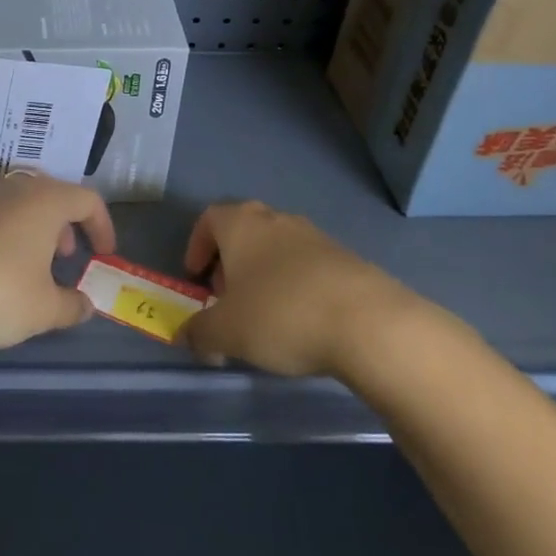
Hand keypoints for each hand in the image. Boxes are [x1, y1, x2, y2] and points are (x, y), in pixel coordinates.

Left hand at [0, 174, 112, 348]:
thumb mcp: (43, 310)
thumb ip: (71, 307)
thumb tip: (86, 306)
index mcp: (45, 200)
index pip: (88, 200)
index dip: (103, 226)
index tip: (104, 254)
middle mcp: (13, 188)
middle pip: (51, 195)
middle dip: (64, 225)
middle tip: (66, 256)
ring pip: (17, 204)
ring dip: (32, 230)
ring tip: (29, 267)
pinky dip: (2, 235)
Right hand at [177, 201, 415, 376]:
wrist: (369, 323)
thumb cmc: (281, 314)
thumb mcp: (227, 332)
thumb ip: (199, 333)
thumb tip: (186, 336)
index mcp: (241, 224)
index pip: (209, 219)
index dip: (197, 246)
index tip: (196, 278)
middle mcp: (276, 220)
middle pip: (244, 231)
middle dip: (230, 262)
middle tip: (226, 298)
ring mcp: (315, 236)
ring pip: (277, 248)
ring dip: (264, 275)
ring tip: (264, 315)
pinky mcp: (347, 259)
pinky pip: (308, 267)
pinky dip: (296, 286)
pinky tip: (301, 322)